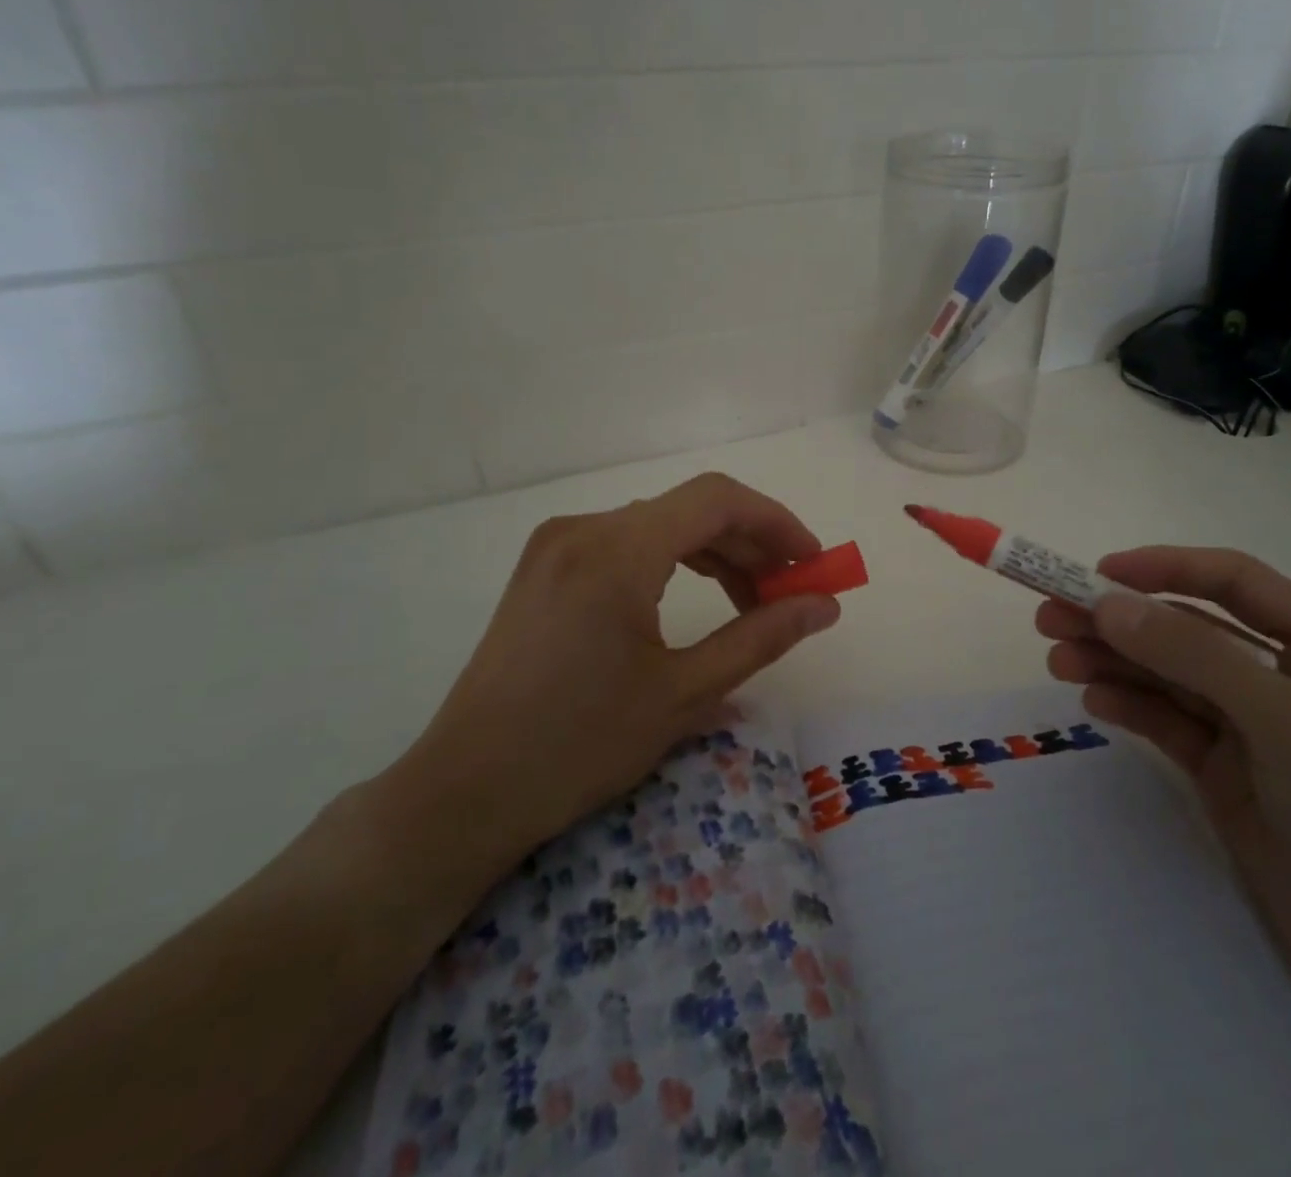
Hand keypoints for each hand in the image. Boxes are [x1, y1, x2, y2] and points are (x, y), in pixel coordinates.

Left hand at [385, 473, 841, 882]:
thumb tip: (825, 605)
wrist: (465, 791)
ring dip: (713, 554)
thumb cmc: (579, 746)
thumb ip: (761, 637)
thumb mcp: (684, 693)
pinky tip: (695, 599)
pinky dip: (671, 562)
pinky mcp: (545, 567)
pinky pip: (625, 544)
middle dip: (749, 544)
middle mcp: (584, 528)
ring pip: (658, 526)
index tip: (814, 563)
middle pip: (690, 510)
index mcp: (617, 551)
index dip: (777, 523)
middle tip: (790, 593)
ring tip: (751, 602)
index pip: (718, 500)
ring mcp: (557, 545)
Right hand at [1036, 548, 1290, 1047]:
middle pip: (1188, 630)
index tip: (1096, 572)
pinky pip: (1168, 724)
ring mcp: (1253, 730)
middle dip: (1121, 620)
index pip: (1233, 583)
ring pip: (1169, 677)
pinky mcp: (1226, 775)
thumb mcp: (1285, 720)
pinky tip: (1092, 700)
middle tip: (1050, 618)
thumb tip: (1108, 604)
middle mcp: (1285, 678)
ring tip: (1057, 658)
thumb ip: (1193, 656)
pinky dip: (1130, 707)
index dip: (1164, 568)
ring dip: (1114, 662)